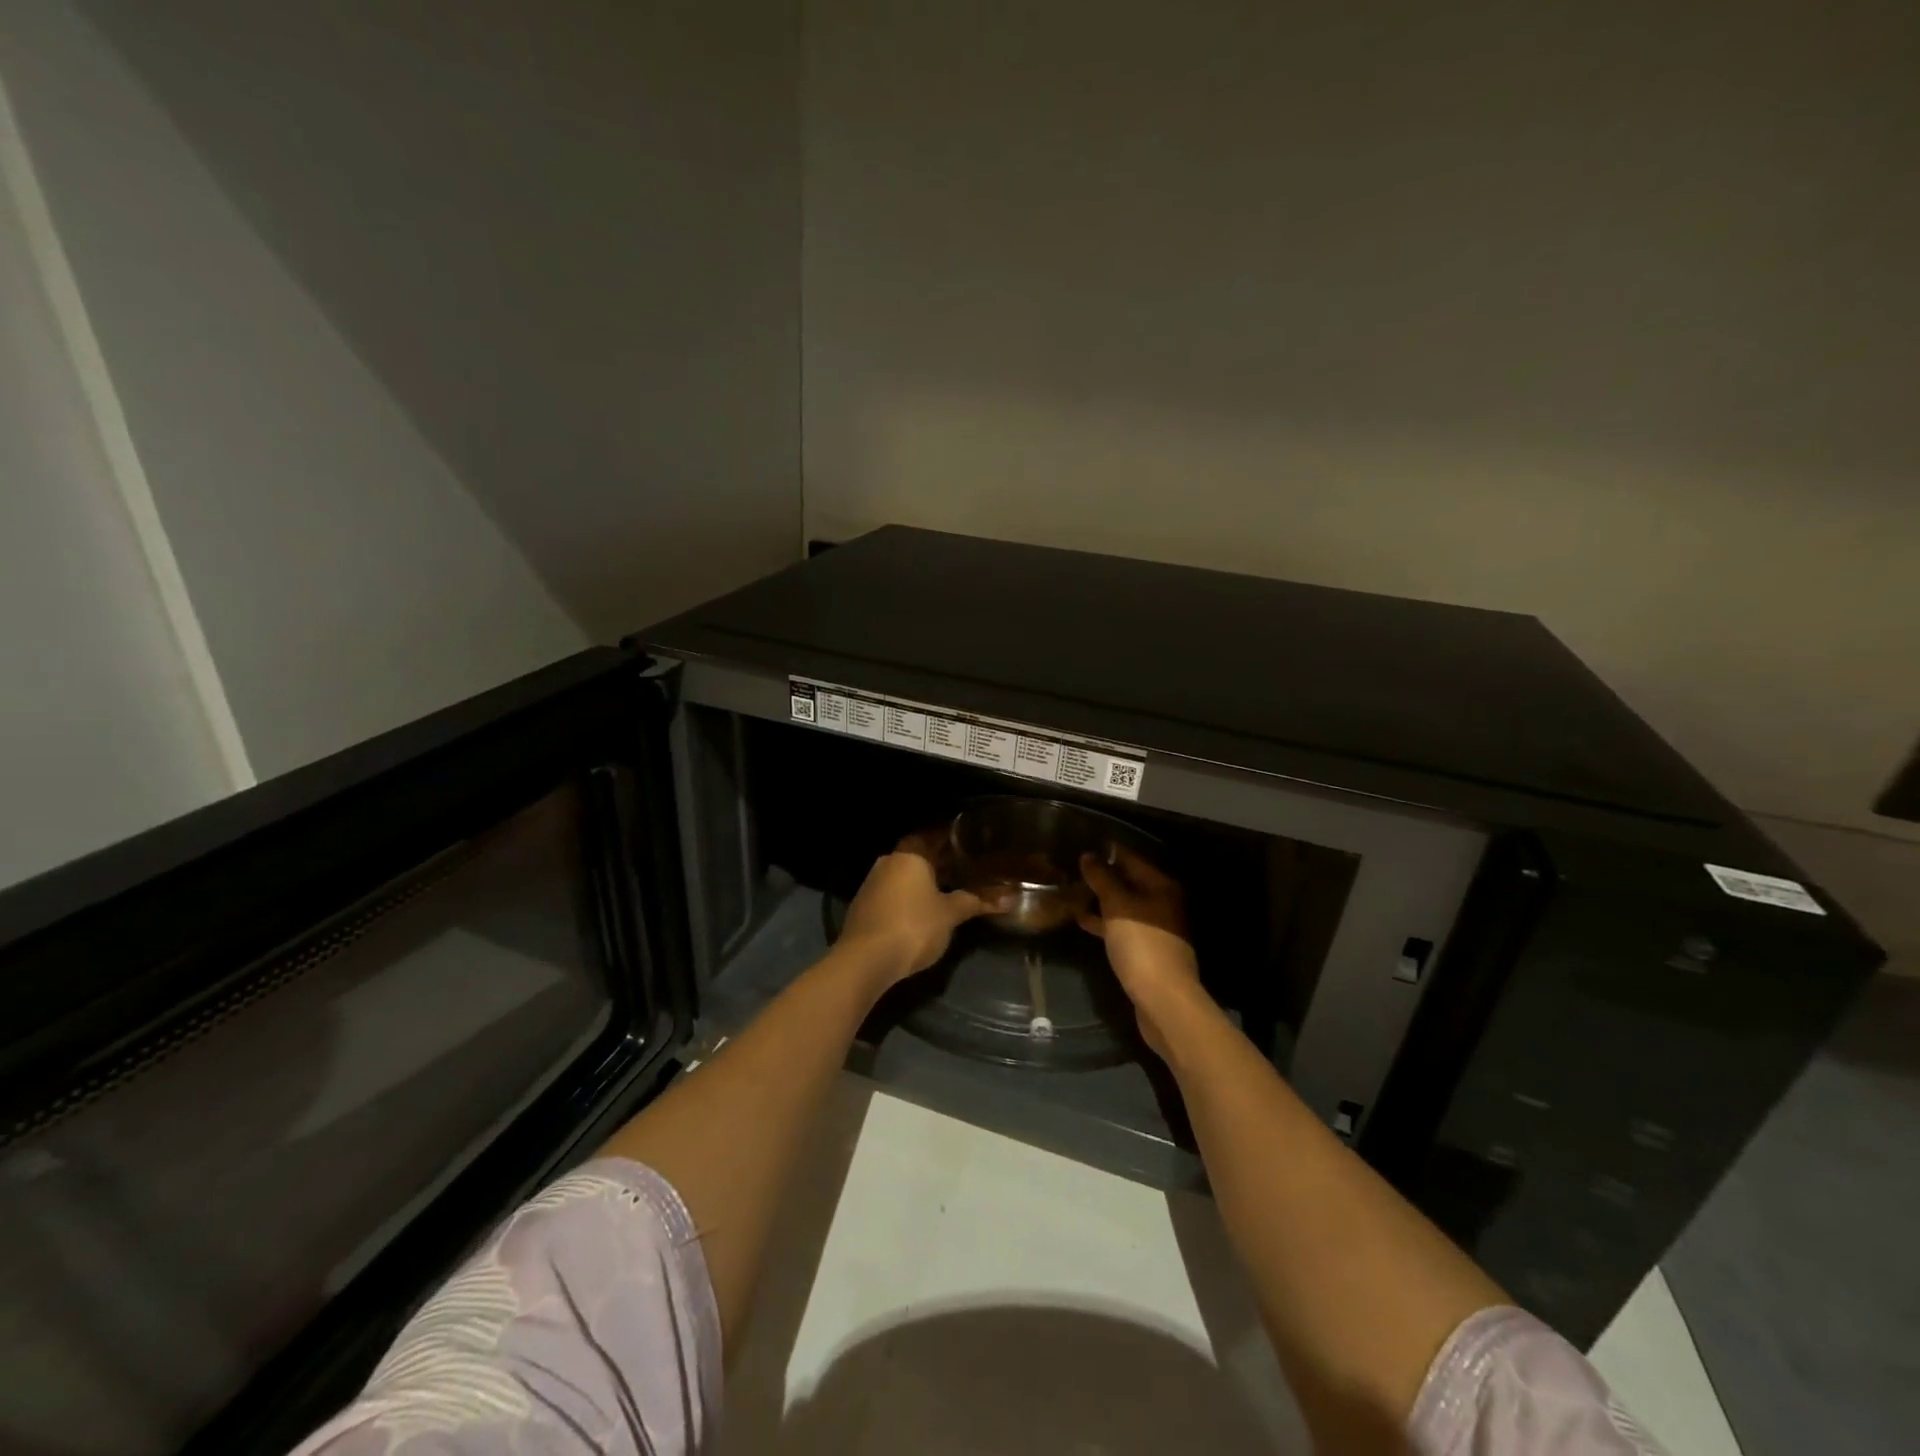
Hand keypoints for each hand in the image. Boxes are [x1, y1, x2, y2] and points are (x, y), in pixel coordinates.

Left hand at [837, 831, 999, 990]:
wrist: (865, 960)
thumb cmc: (913, 926)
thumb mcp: (950, 914)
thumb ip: (976, 902)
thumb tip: (1009, 899)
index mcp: (910, 855)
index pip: (931, 836)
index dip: (950, 838)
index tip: (968, 842)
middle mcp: (888, 862)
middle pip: (917, 856)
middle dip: (939, 861)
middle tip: (965, 866)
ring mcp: (872, 884)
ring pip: (904, 875)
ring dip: (923, 880)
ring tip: (949, 888)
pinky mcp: (864, 906)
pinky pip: (893, 893)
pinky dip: (909, 896)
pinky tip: (923, 910)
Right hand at [1079, 848, 1203, 1056]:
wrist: (1163, 1000)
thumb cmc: (1142, 945)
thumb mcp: (1117, 906)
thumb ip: (1102, 878)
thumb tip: (1088, 856)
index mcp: (1161, 886)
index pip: (1131, 858)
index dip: (1107, 851)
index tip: (1081, 844)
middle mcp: (1163, 903)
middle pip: (1129, 881)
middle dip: (1102, 876)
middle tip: (1072, 869)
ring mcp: (1157, 928)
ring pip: (1125, 905)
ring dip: (1101, 900)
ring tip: (1072, 893)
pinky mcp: (1148, 950)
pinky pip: (1123, 926)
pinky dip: (1106, 922)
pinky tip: (1084, 922)